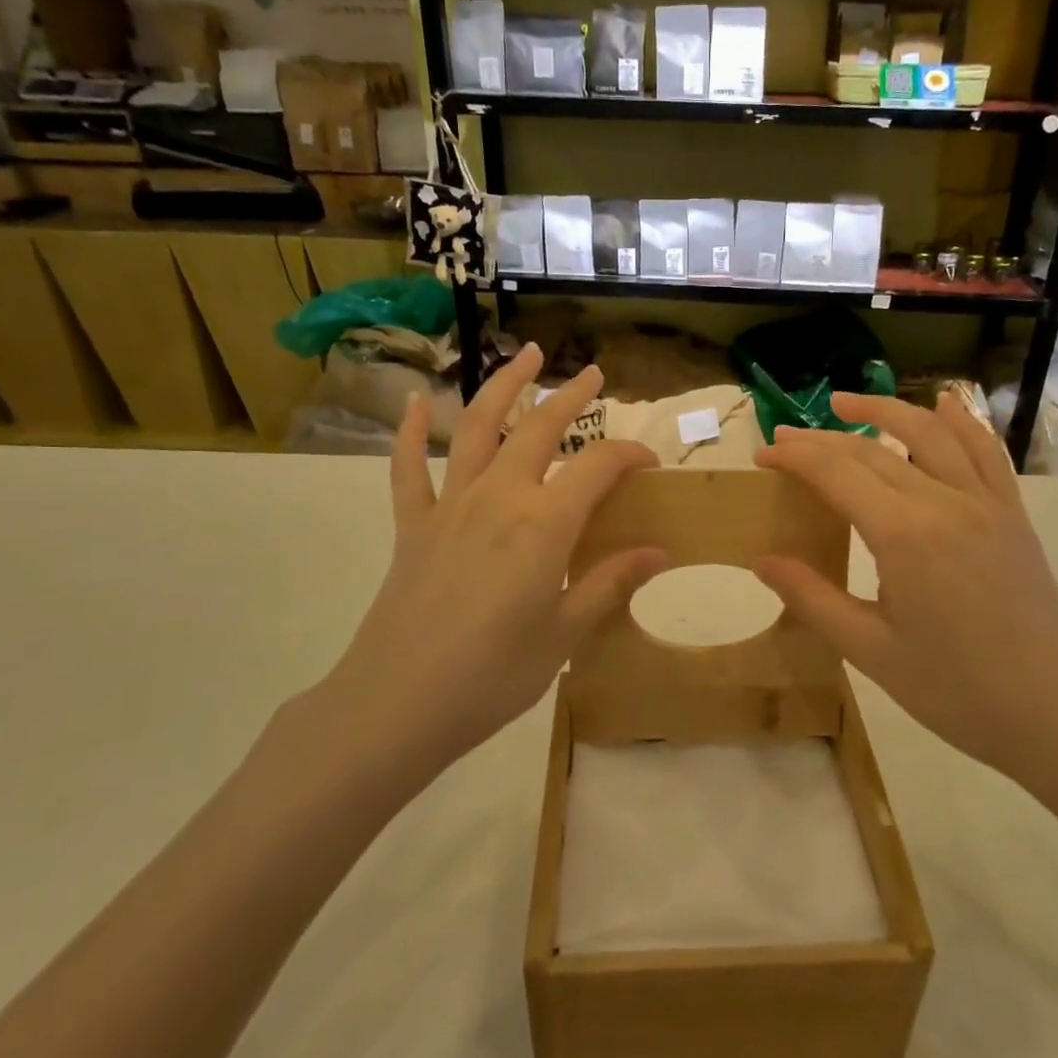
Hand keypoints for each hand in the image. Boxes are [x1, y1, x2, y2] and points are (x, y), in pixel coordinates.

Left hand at [312, 344, 663, 785]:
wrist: (398, 703)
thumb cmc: (493, 675)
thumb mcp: (564, 634)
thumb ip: (609, 582)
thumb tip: (659, 552)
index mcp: (544, 523)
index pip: (599, 467)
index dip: (629, 455)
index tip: (650, 462)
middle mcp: (499, 497)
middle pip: (540, 429)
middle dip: (571, 396)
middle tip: (593, 373)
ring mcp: (450, 505)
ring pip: (477, 427)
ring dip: (503, 386)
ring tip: (523, 354)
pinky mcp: (413, 524)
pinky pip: (408, 467)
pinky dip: (408, 430)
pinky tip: (412, 401)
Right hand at [753, 392, 1057, 781]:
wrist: (1051, 712)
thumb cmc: (953, 689)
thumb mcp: (869, 650)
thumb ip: (812, 598)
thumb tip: (762, 560)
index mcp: (904, 535)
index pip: (836, 472)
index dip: (795, 456)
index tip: (763, 453)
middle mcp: (944, 502)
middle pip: (872, 451)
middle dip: (822, 438)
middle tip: (784, 435)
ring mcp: (985, 503)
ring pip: (930, 433)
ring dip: (885, 410)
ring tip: (845, 402)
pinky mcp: (1011, 514)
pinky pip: (986, 452)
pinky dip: (963, 421)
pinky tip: (945, 402)